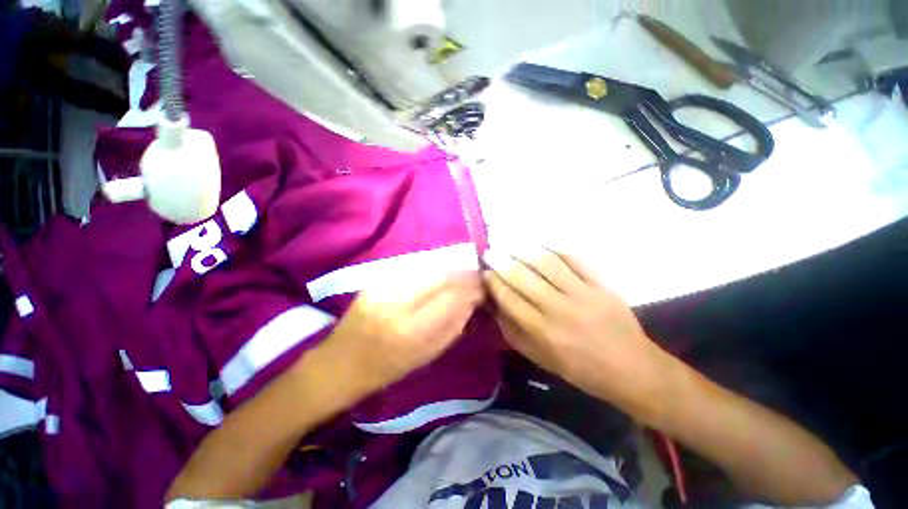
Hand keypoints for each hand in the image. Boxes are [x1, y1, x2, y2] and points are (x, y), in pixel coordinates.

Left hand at [325, 271, 483, 393]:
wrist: (339, 363)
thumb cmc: (386, 369)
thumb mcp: (425, 357)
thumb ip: (452, 327)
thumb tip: (471, 302)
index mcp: (410, 331)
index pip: (451, 298)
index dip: (472, 289)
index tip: (485, 287)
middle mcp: (396, 303)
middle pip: (440, 277)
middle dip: (464, 274)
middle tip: (477, 276)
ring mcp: (383, 288)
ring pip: (428, 269)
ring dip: (449, 270)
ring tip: (462, 274)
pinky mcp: (376, 281)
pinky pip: (413, 270)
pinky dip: (432, 270)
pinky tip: (440, 274)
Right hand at [483, 247, 668, 402]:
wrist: (631, 369)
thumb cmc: (580, 369)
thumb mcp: (540, 358)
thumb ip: (513, 331)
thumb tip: (494, 305)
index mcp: (543, 332)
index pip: (509, 298)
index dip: (493, 282)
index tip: (483, 273)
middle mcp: (560, 310)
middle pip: (523, 277)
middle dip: (501, 262)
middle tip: (490, 253)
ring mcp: (583, 294)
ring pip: (547, 263)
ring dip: (524, 250)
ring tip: (509, 244)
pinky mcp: (601, 284)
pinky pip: (574, 259)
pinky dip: (553, 248)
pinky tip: (539, 244)